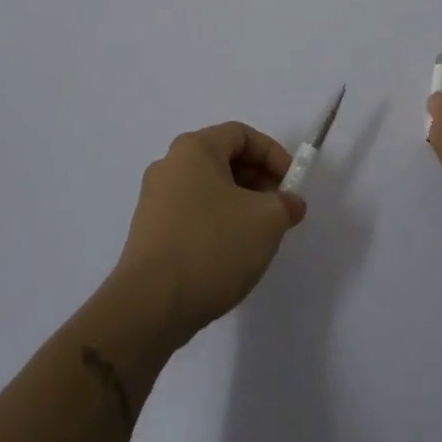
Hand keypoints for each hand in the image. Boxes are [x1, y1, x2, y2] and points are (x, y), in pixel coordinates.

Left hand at [112, 122, 306, 343]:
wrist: (150, 307)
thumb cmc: (212, 246)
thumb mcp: (266, 220)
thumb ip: (286, 204)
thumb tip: (290, 203)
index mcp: (193, 149)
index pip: (241, 134)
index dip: (273, 153)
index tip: (292, 183)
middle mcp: (169, 166)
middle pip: (223, 159)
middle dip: (258, 180)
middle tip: (279, 209)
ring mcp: (155, 200)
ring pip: (209, 189)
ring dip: (240, 204)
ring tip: (259, 235)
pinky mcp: (149, 233)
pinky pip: (193, 214)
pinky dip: (218, 223)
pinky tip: (231, 254)